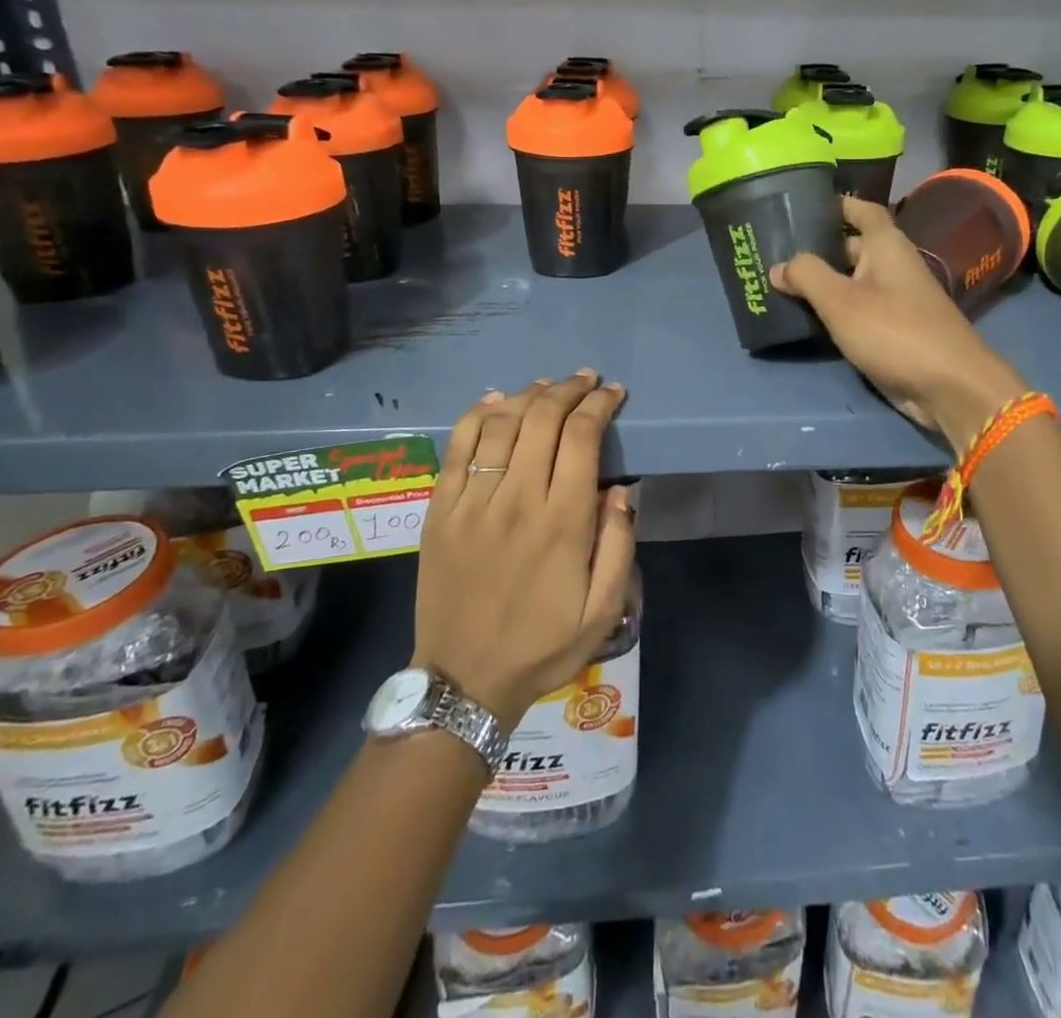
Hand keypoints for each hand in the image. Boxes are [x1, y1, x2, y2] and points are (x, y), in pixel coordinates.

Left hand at [412, 371, 634, 728]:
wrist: (463, 680)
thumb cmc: (542, 645)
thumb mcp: (603, 610)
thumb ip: (619, 545)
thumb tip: (620, 489)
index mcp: (562, 522)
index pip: (582, 437)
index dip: (600, 405)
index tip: (614, 392)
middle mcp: (516, 500)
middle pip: (542, 419)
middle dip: (569, 390)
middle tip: (586, 380)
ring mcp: (472, 502)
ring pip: (500, 424)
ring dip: (528, 395)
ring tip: (548, 385)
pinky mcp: (440, 509)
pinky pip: (457, 447)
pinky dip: (477, 415)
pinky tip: (496, 401)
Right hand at [771, 196, 1028, 447]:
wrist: (948, 386)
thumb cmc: (894, 331)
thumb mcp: (841, 301)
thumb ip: (807, 276)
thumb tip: (778, 266)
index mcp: (887, 246)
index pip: (863, 211)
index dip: (838, 205)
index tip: (805, 205)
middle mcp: (893, 266)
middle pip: (853, 248)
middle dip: (820, 249)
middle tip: (778, 252)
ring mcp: (896, 300)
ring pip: (853, 282)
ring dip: (824, 283)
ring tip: (782, 284)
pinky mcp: (894, 331)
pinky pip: (859, 311)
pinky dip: (835, 311)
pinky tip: (808, 318)